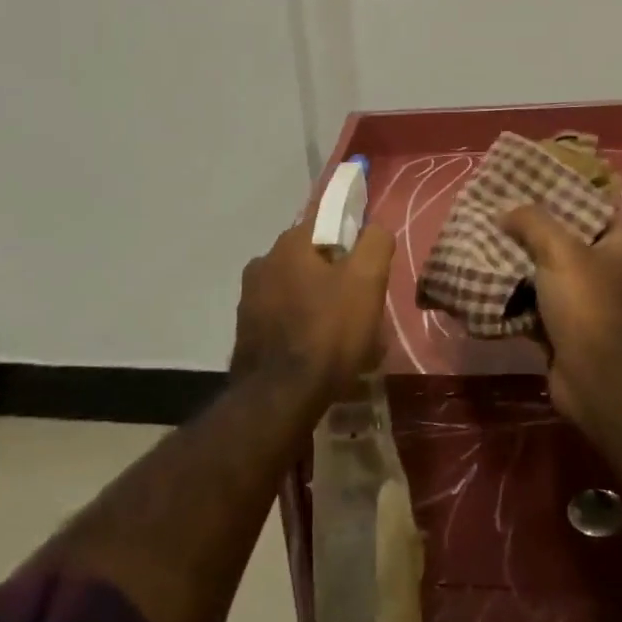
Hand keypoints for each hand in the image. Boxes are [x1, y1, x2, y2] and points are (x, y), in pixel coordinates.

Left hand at [233, 219, 395, 395]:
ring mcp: (249, 298)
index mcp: (289, 244)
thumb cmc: (328, 332)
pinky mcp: (246, 331)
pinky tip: (320, 354)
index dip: (352, 242)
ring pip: (298, 290)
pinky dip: (302, 328)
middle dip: (338, 277)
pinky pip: (284, 319)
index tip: (368, 270)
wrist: (279, 399)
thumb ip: (375, 243)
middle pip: (313, 259)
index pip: (326, 223)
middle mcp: (263, 262)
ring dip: (320, 304)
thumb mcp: (366, 281)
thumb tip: (374, 229)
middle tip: (362, 307)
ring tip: (345, 338)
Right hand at [500, 204, 621, 427]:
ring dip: (518, 261)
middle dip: (531, 228)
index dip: (562, 192)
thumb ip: (532, 222)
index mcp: (620, 244)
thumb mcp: (559, 250)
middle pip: (565, 238)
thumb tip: (505, 213)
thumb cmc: (586, 304)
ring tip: (486, 241)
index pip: (592, 206)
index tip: (528, 183)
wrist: (595, 378)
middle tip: (498, 211)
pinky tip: (487, 279)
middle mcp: (608, 269)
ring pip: (546, 271)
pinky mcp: (565, 327)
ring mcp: (587, 301)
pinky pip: (535, 301)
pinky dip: (514, 294)